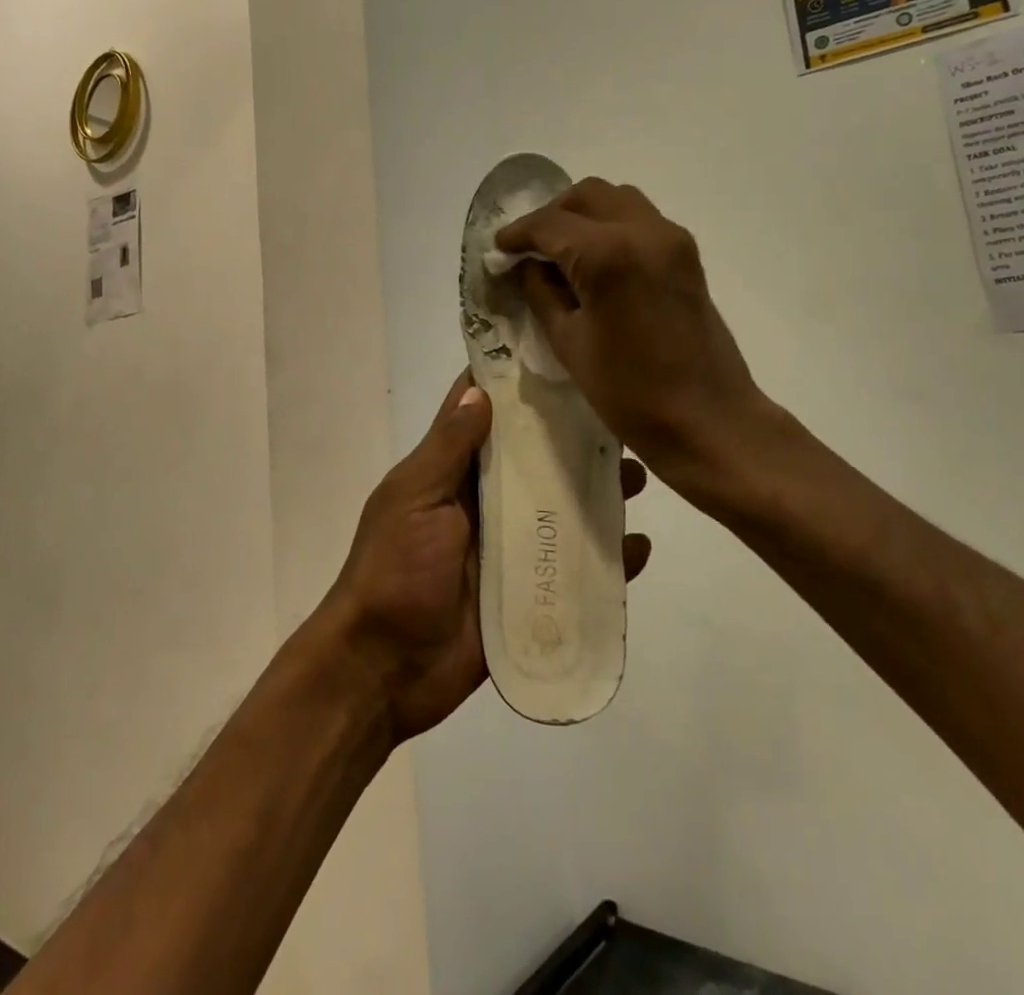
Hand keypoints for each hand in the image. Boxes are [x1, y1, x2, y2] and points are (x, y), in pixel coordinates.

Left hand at [323, 372, 651, 741]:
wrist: (383, 669)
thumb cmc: (394, 570)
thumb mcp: (413, 498)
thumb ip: (447, 448)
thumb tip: (478, 389)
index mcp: (451, 474)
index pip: (485, 416)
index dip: (513, 385)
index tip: (557, 355)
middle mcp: (483, 502)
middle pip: (535, 461)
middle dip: (573, 439)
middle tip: (621, 421)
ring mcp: (508, 548)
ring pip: (561, 509)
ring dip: (597, 494)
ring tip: (639, 478)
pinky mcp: (528, 592)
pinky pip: (575, 569)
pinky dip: (607, 559)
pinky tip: (640, 548)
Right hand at [495, 180, 789, 514]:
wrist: (710, 420)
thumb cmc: (631, 392)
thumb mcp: (569, 343)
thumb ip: (541, 292)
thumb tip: (524, 265)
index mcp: (609, 254)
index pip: (550, 224)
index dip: (517, 234)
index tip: (497, 250)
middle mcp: (644, 230)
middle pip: (586, 196)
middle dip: (551, 215)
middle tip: (527, 249)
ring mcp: (671, 239)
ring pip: (616, 200)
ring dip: (582, 215)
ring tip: (559, 251)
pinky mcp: (686, 254)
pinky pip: (639, 219)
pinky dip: (610, 226)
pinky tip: (593, 260)